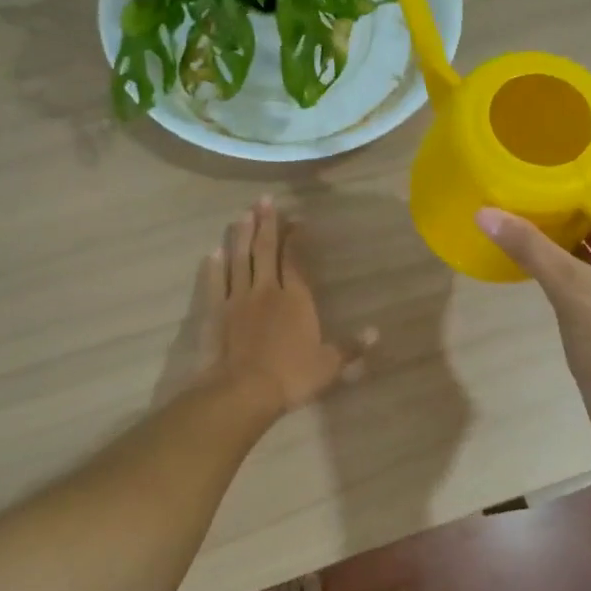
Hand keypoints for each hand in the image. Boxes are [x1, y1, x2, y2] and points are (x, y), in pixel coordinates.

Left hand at [192, 197, 375, 420]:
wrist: (243, 391)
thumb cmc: (291, 376)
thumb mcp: (328, 366)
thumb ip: (350, 347)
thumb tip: (376, 333)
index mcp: (296, 299)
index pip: (295, 260)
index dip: (295, 238)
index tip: (297, 220)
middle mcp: (266, 290)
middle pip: (265, 251)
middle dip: (266, 224)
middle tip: (264, 200)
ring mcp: (238, 299)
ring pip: (239, 260)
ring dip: (241, 236)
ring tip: (242, 214)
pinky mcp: (216, 313)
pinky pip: (216, 284)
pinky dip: (215, 267)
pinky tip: (214, 252)